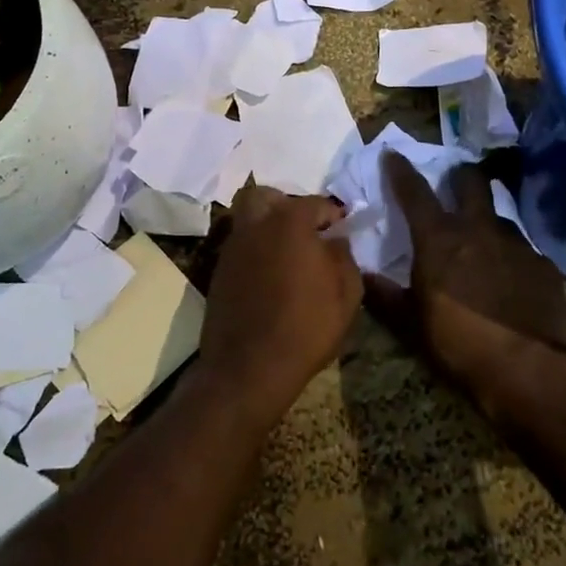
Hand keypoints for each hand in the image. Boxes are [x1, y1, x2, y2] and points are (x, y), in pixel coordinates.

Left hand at [200, 186, 363, 413]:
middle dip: (287, 206)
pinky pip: (240, 247)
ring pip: (248, 219)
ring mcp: (232, 247)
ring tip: (288, 255)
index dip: (333, 214)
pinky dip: (255, 251)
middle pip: (266, 197)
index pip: (316, 203)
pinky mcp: (218, 271)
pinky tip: (270, 276)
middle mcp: (256, 225)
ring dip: (268, 228)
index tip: (343, 229)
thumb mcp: (347, 294)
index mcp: (289, 222)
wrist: (248, 368)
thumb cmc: (306, 327)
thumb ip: (344, 257)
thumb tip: (335, 241)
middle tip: (306, 231)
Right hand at [366, 151, 565, 381]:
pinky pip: (523, 249)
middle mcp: (478, 229)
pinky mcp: (544, 265)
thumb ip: (385, 296)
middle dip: (460, 176)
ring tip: (482, 240)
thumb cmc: (459, 344)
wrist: (529, 371)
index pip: (414, 192)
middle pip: (471, 182)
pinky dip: (511, 255)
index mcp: (439, 239)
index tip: (394, 154)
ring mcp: (516, 244)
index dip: (401, 170)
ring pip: (499, 216)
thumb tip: (362, 275)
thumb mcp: (410, 325)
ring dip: (487, 220)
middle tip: (454, 183)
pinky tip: (511, 276)